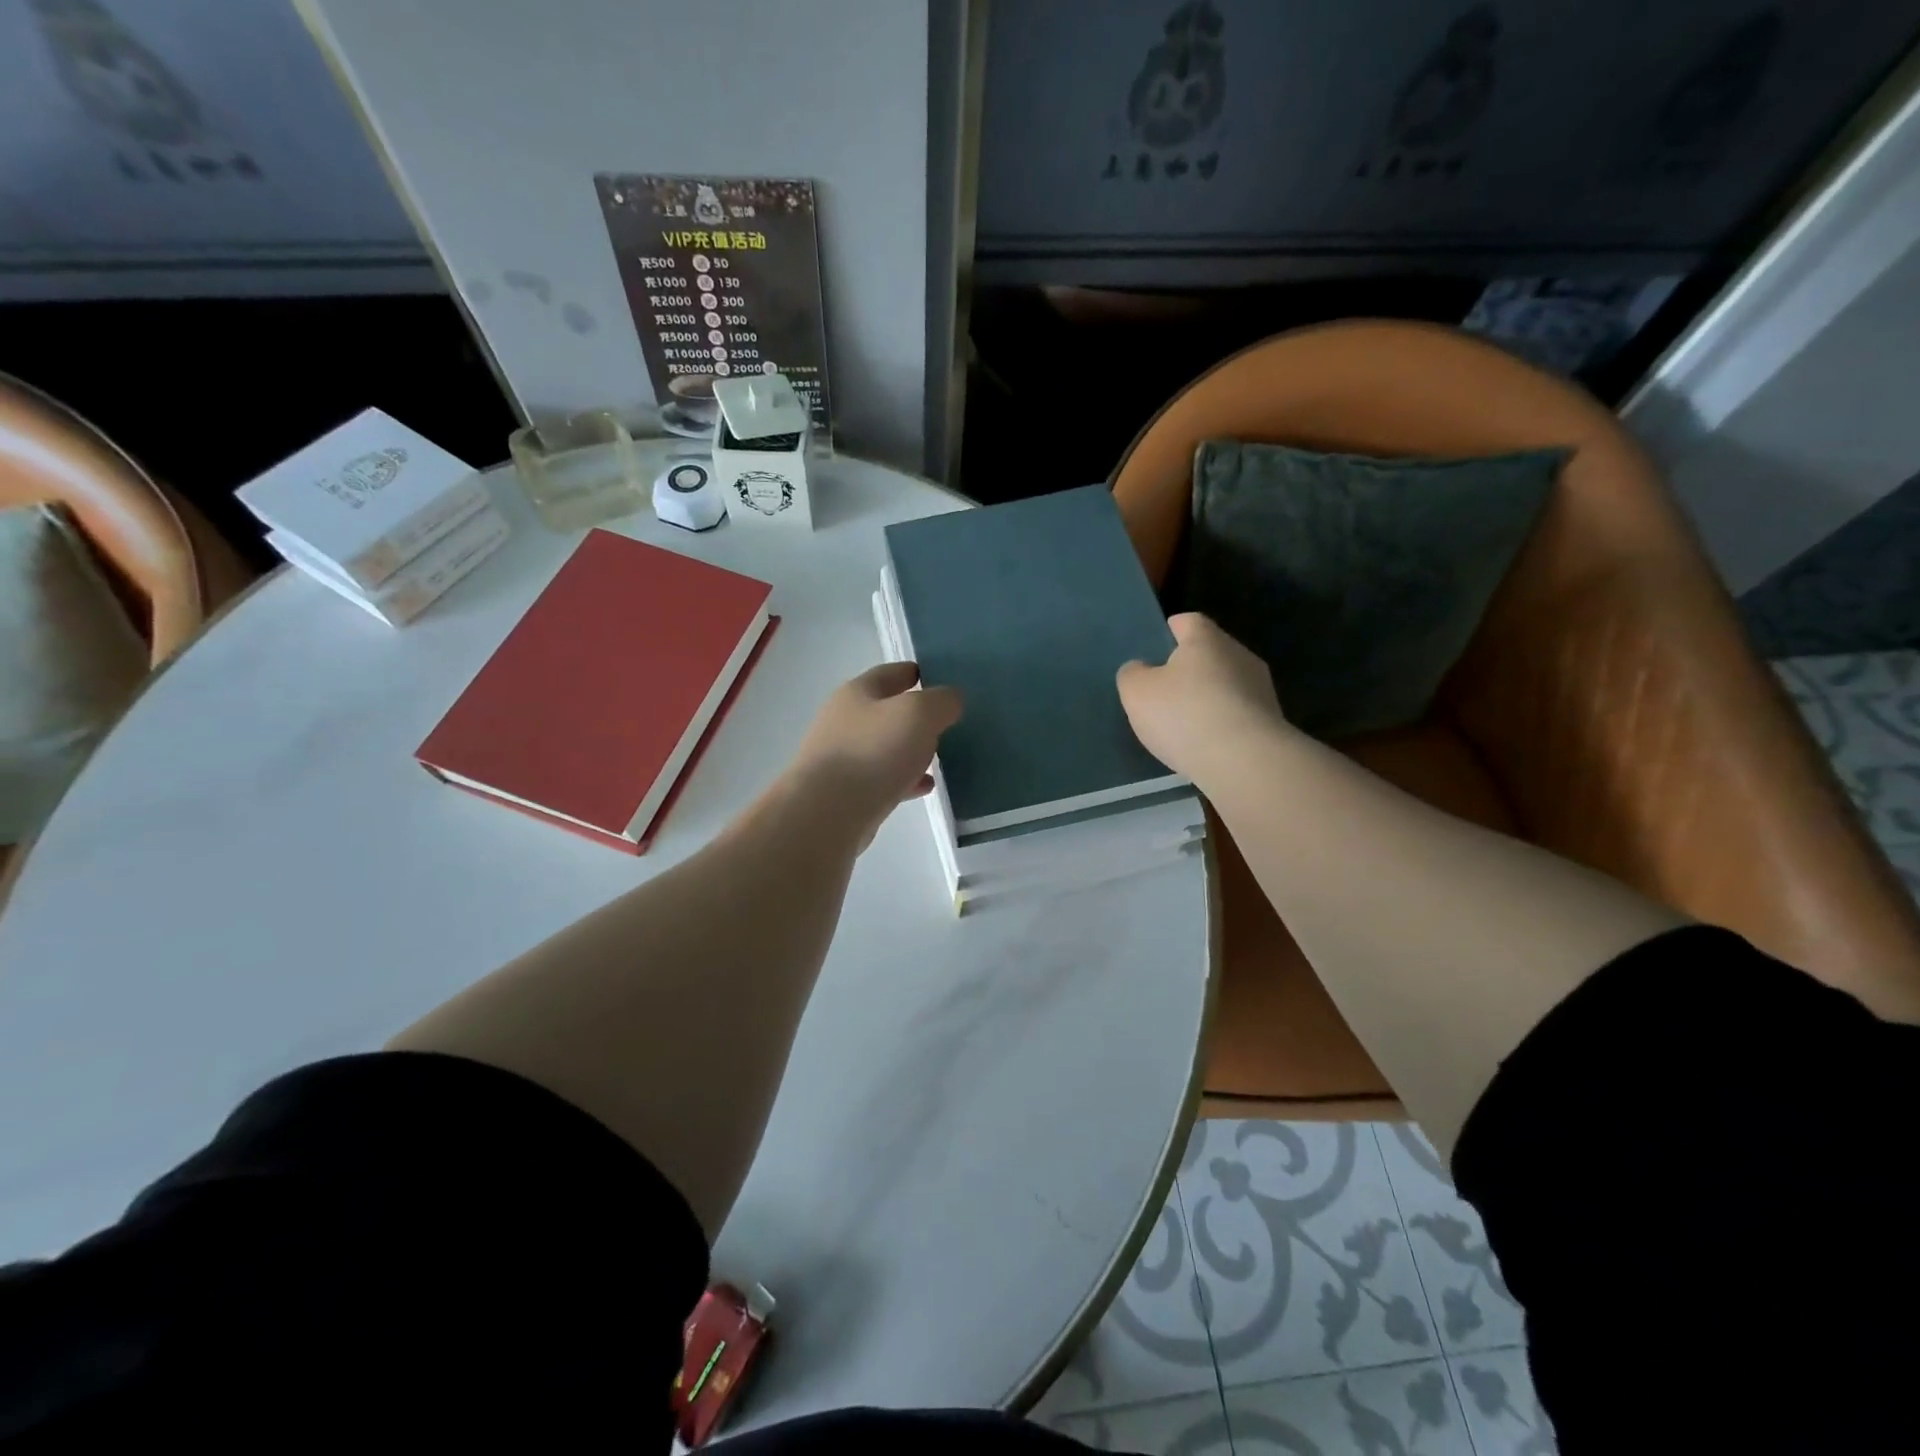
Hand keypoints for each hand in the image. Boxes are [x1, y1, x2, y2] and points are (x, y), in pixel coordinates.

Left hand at [789, 661, 962, 845]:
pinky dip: (906, 780)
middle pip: (887, 711)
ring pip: (886, 747)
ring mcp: (843, 758)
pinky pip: (883, 779)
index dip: (918, 673)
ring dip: (912, 750)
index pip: (891, 673)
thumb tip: (951, 700)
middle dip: (917, 716)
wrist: (827, 814)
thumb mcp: (918, 714)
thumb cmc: (873, 753)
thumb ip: (941, 701)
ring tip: (941, 756)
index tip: (945, 679)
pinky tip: (925, 787)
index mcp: (858, 693)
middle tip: (949, 722)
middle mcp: (845, 721)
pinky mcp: (846, 793)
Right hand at [1117, 613, 1285, 784]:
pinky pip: (1238, 713)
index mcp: (1206, 639)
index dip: (1170, 631)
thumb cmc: (1185, 715)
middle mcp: (1239, 654)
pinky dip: (1222, 723)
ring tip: (1184, 723)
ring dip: (1208, 697)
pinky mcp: (1271, 721)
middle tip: (1163, 691)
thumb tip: (1141, 669)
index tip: (1156, 648)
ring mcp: (1261, 688)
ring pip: (1227, 684)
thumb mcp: (1137, 693)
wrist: (1245, 762)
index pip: (1188, 621)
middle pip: (1210, 653)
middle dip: (1189, 668)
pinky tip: (1206, 744)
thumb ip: (1133, 674)